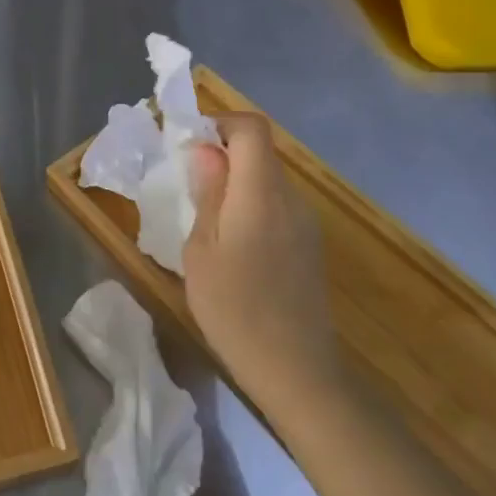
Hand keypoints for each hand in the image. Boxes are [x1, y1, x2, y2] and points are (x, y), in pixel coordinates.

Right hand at [183, 114, 341, 425]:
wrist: (297, 372)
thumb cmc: (235, 310)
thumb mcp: (202, 251)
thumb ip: (207, 194)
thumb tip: (207, 151)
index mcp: (261, 194)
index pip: (252, 129)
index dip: (220, 123)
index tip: (190, 143)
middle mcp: (291, 199)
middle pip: (260, 153)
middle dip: (222, 154)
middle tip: (187, 184)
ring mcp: (306, 223)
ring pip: (268, 180)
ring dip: (236, 183)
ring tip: (204, 219)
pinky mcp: (309, 246)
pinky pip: (277, 206)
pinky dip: (251, 206)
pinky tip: (232, 245)